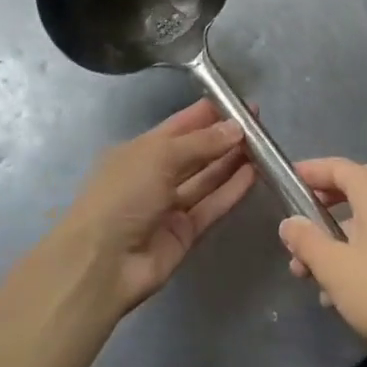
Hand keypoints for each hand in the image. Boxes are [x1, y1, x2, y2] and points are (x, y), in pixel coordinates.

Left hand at [61, 100, 254, 313]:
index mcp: (140, 150)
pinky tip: (254, 174)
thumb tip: (236, 127)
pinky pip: (212, 206)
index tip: (239, 103)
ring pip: (207, 178)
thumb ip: (200, 142)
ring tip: (264, 146)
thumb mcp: (159, 156)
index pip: (180, 125)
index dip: (208, 114)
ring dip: (232, 162)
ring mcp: (170, 206)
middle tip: (260, 124)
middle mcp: (155, 175)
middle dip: (224, 137)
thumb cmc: (122, 195)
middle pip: (196, 152)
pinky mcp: (185, 233)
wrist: (101, 263)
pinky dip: (231, 190)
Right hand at [278, 158, 366, 356]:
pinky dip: (352, 257)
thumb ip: (306, 241)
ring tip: (306, 273)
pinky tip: (336, 293)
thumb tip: (290, 223)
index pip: (337, 167)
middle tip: (298, 225)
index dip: (310, 172)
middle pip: (351, 190)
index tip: (286, 182)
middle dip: (321, 207)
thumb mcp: (333, 266)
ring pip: (362, 222)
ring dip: (333, 241)